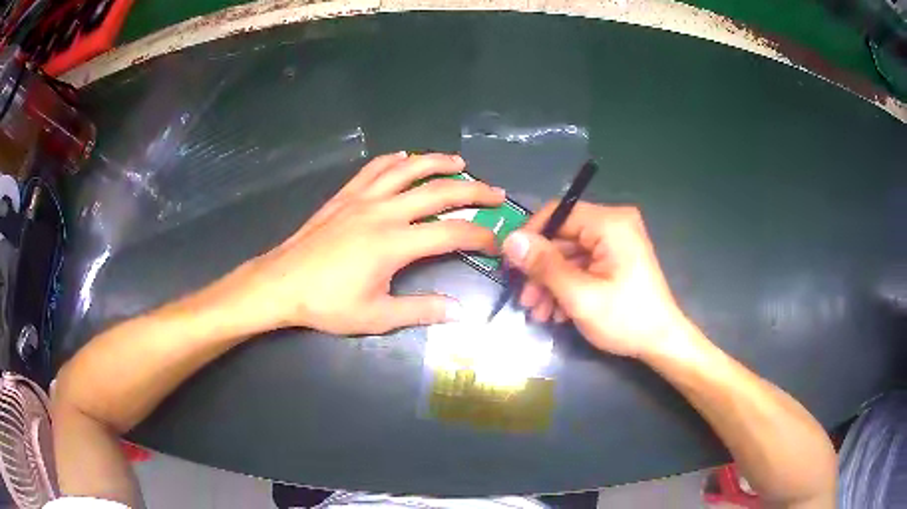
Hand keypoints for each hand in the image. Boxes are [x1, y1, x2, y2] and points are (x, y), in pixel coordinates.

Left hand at [233, 152, 504, 334]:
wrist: (282, 283)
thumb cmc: (327, 303)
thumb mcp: (377, 316)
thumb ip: (421, 310)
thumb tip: (460, 312)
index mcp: (395, 243)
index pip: (451, 233)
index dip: (480, 235)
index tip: (496, 240)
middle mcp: (384, 212)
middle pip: (438, 192)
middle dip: (473, 191)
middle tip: (496, 193)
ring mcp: (363, 199)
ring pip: (407, 170)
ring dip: (437, 162)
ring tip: (459, 162)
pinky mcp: (345, 195)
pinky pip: (374, 169)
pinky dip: (394, 160)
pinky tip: (405, 157)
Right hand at [501, 203, 686, 357]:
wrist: (661, 343)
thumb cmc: (625, 319)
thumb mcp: (580, 295)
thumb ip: (544, 265)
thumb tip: (510, 240)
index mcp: (610, 223)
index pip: (558, 214)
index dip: (530, 237)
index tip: (511, 265)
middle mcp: (613, 225)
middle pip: (562, 238)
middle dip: (541, 271)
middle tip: (524, 300)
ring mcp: (615, 243)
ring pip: (569, 255)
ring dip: (551, 284)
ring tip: (538, 314)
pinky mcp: (615, 260)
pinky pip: (582, 266)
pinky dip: (567, 287)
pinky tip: (556, 313)